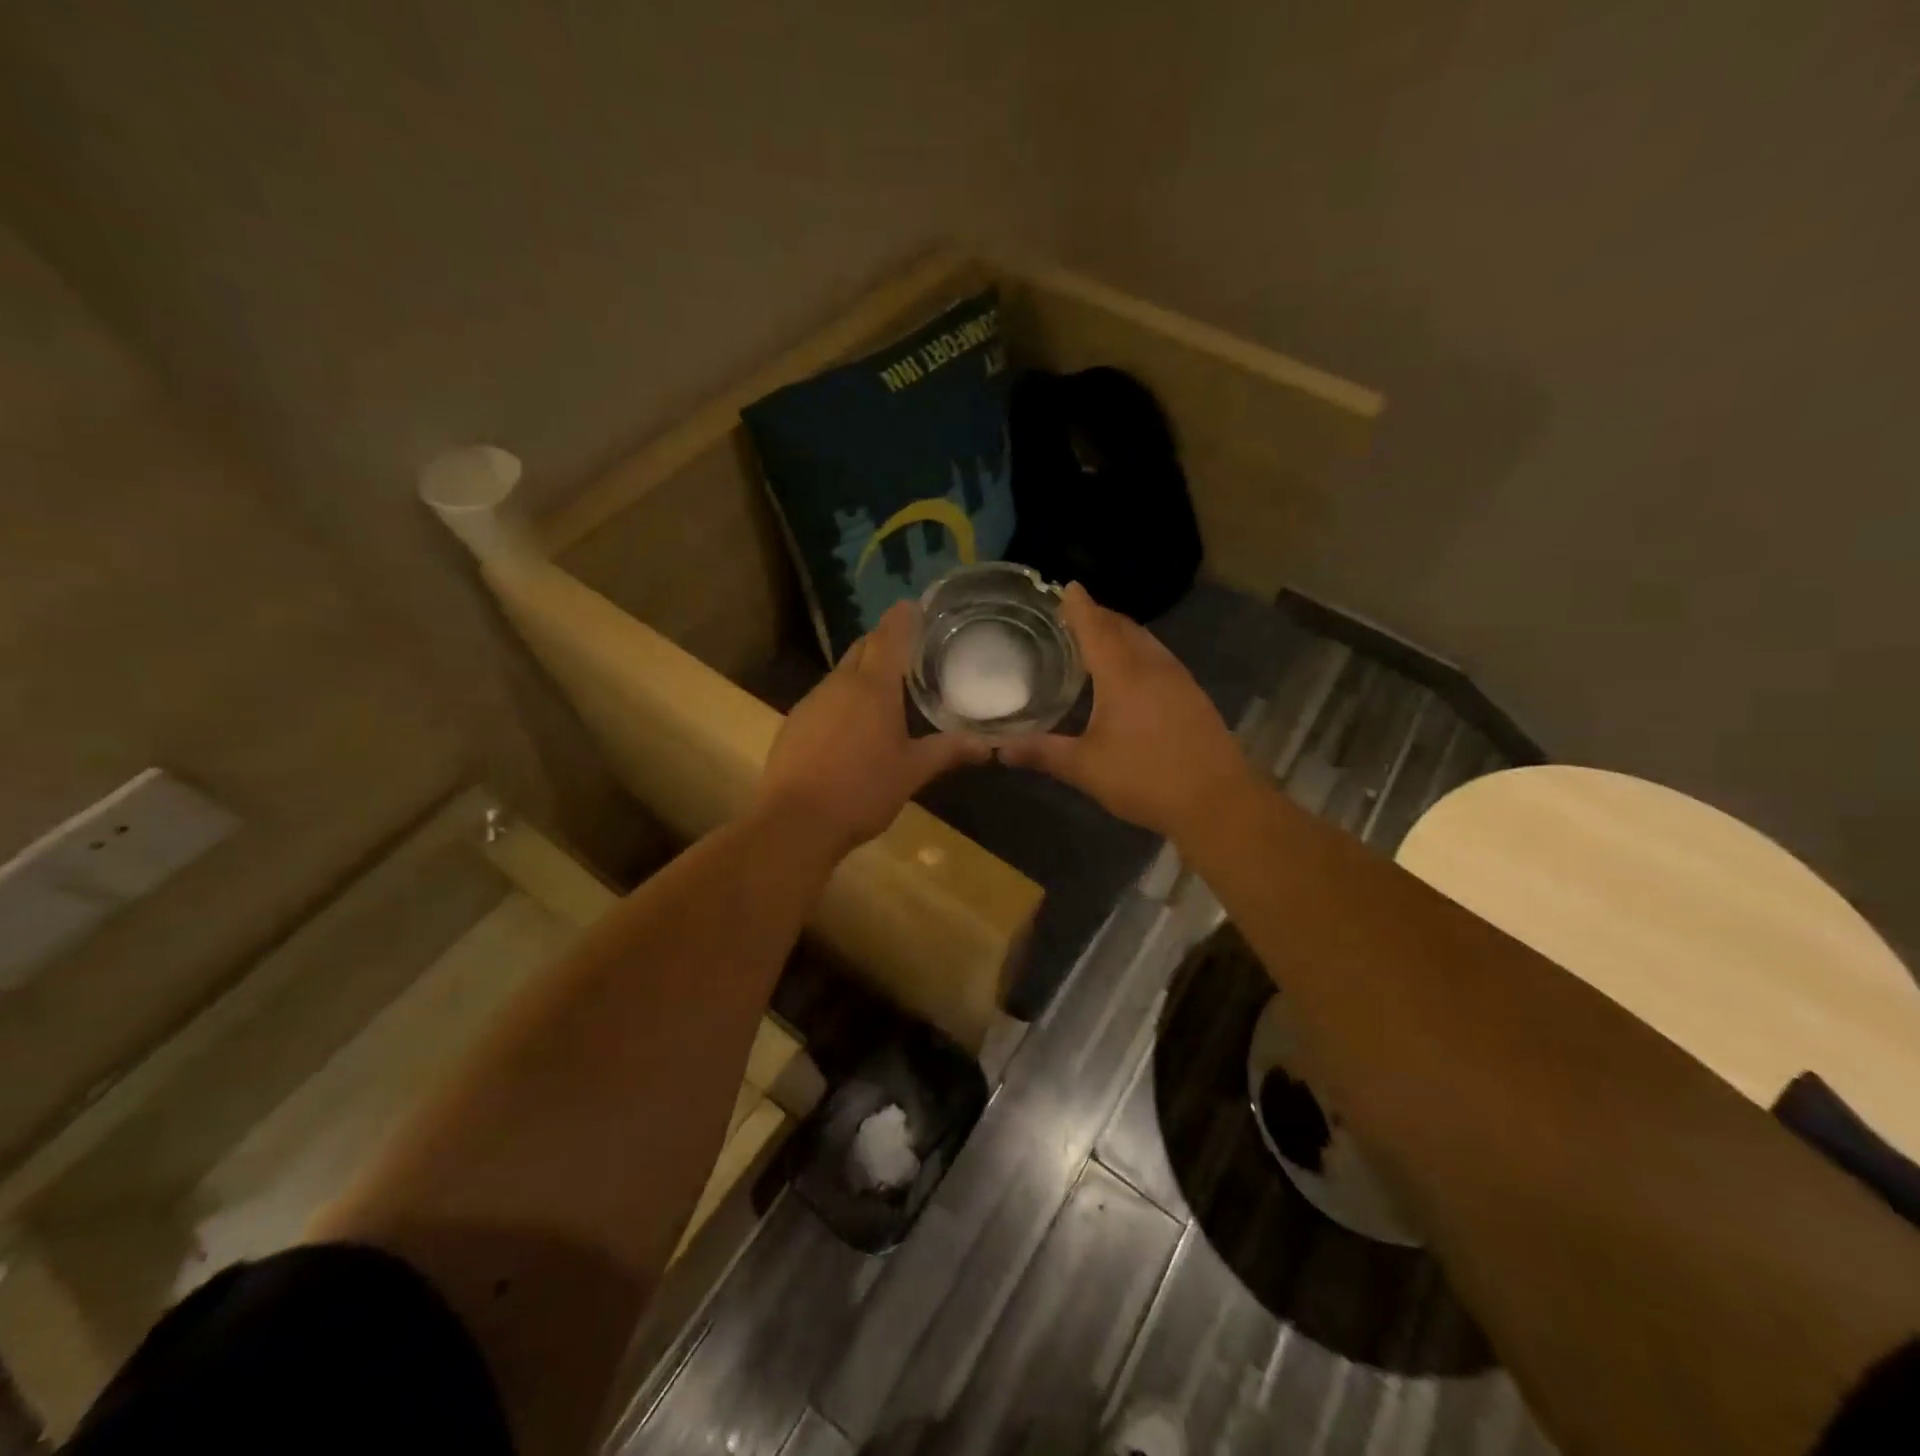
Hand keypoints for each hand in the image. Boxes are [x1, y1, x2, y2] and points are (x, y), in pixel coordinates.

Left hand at [756, 601, 990, 857]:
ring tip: (888, 688)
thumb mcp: (913, 771)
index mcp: (873, 687)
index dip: (903, 617)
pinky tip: (854, 724)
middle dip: (884, 642)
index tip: (915, 604)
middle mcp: (839, 684)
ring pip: (842, 674)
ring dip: (863, 672)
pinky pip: (825, 698)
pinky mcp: (794, 723)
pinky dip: (844, 699)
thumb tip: (989, 745)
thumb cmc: (863, 790)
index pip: (889, 636)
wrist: (795, 822)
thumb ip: (949, 751)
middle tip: (910, 649)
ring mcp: (812, 702)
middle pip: (863, 648)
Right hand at [1000, 583, 1254, 840]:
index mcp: (1123, 673)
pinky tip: (1131, 675)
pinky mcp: (1193, 697)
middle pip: (1123, 628)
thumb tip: (997, 749)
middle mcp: (1153, 666)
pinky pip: (1160, 659)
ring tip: (1098, 639)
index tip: (1066, 586)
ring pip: (1146, 642)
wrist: (1217, 801)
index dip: (1079, 606)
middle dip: (1099, 616)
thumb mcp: (1085, 768)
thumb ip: (1041, 753)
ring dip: (1121, 633)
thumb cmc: (1145, 778)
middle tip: (1074, 614)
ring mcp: (1179, 679)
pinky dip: (1138, 653)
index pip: (1096, 626)